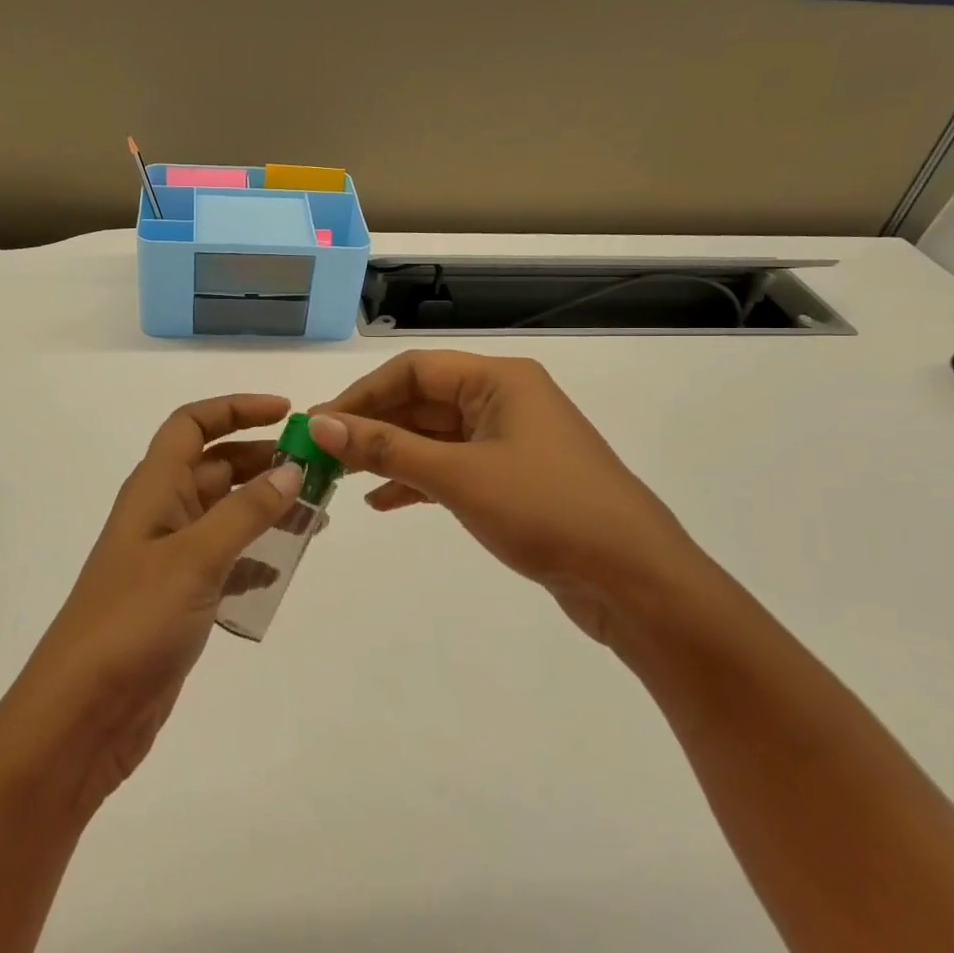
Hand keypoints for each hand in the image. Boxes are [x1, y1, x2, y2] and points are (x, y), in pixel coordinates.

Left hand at [6, 394, 305, 813]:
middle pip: (216, 466)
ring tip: (316, 516)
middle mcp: (161, 513)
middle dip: (264, 460)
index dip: (236, 408)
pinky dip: (255, 555)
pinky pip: (226, 559)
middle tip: (319, 470)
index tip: (288, 413)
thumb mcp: (196, 557)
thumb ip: (246, 511)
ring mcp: (169, 557)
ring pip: (226, 513)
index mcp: (154, 488)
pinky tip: (283, 567)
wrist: (84, 712)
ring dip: (267, 507)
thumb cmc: (134, 619)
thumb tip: (291, 469)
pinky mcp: (180, 597)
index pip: (192, 424)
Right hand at [309, 351, 717, 648]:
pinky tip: (382, 501)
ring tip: (340, 477)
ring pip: (434, 437)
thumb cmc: (547, 511)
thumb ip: (386, 448)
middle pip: (421, 402)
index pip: (413, 371)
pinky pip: (451, 467)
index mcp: (499, 381)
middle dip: (371, 427)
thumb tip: (319, 424)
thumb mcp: (459, 476)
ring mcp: (510, 441)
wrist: (635, 581)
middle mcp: (504, 400)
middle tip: (321, 454)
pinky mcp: (513, 480)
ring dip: (389, 454)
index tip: (318, 424)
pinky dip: (417, 481)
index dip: (361, 395)